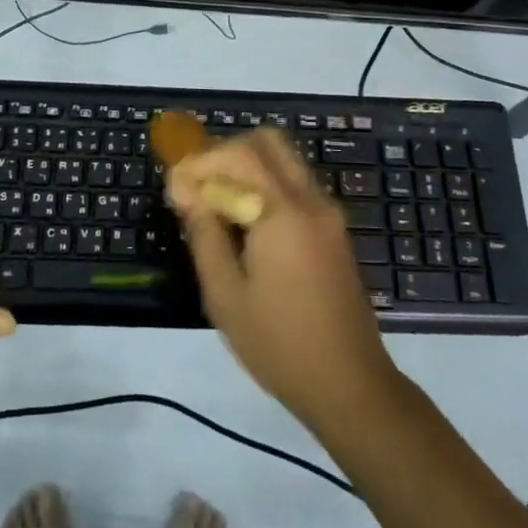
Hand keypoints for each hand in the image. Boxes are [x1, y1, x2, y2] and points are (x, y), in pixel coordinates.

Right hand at [169, 129, 402, 432]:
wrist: (351, 386)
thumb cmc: (280, 344)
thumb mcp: (226, 296)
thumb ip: (205, 235)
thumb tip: (189, 193)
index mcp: (283, 213)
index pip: (239, 154)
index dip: (201, 162)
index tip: (176, 190)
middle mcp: (310, 200)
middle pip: (267, 142)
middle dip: (226, 153)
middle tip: (200, 186)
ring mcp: (328, 213)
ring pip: (284, 160)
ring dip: (247, 168)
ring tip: (218, 206)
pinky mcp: (334, 229)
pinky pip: (295, 184)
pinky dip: (266, 185)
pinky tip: (246, 224)